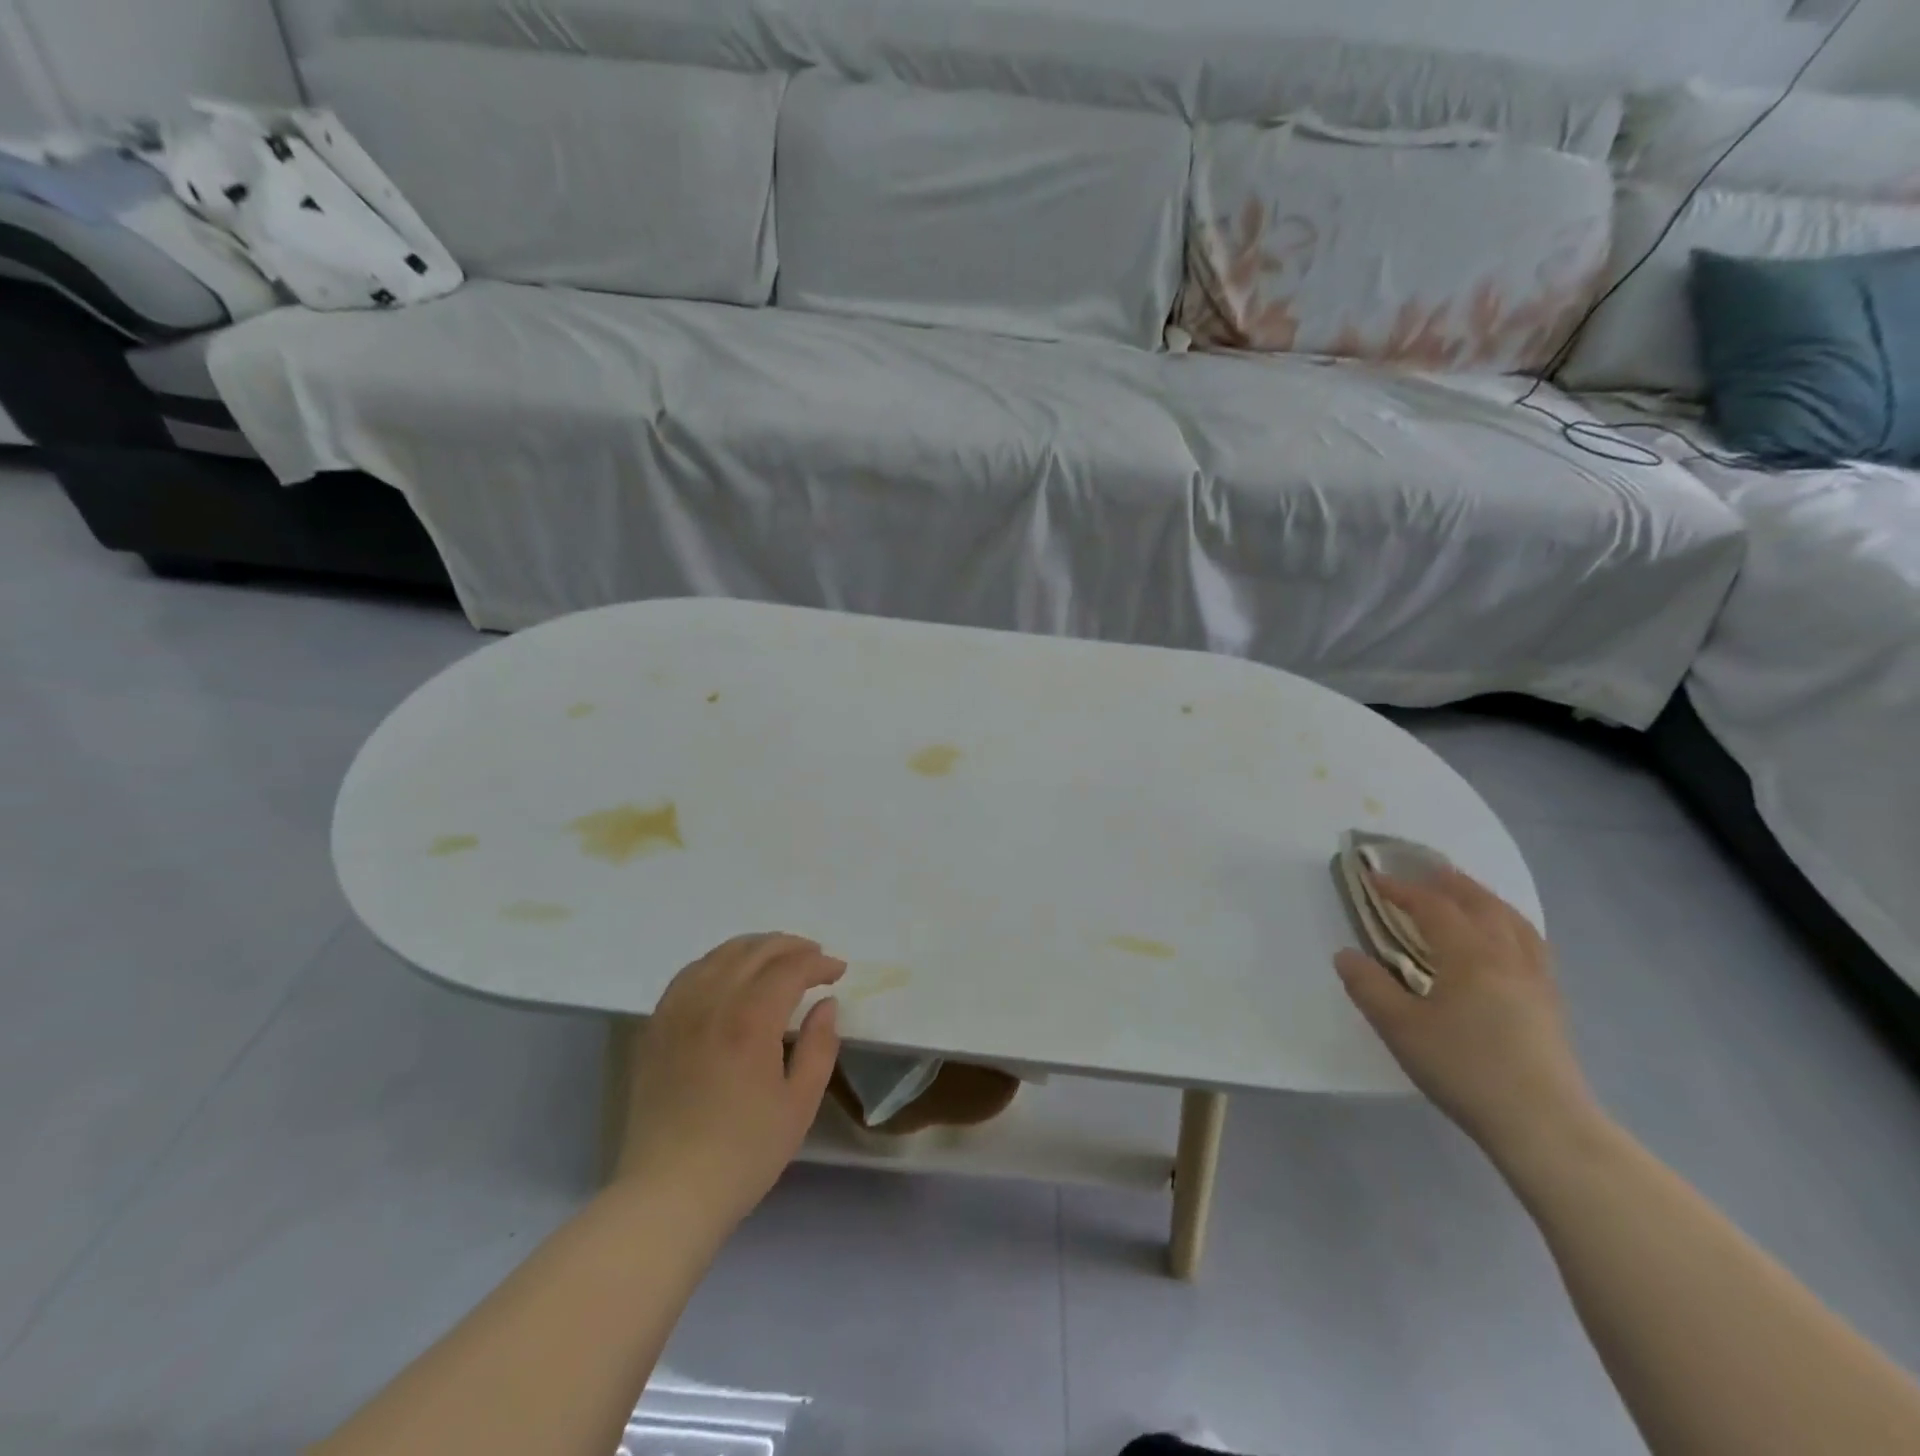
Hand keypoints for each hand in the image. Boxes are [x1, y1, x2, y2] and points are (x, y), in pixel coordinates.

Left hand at [616, 934, 844, 1230]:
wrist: (668, 1194)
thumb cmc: (743, 1154)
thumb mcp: (799, 1105)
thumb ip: (819, 1046)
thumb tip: (826, 1004)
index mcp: (750, 1020)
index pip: (789, 968)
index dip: (817, 963)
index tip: (838, 971)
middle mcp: (711, 1003)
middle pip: (754, 951)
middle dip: (790, 946)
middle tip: (814, 956)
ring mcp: (677, 1012)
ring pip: (719, 956)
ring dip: (754, 948)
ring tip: (776, 958)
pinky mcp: (655, 1028)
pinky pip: (688, 975)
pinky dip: (716, 962)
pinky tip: (728, 974)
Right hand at [1335, 868, 1597, 1158]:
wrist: (1544, 1125)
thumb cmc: (1465, 1069)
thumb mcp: (1400, 1028)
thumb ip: (1369, 987)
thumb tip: (1346, 954)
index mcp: (1470, 956)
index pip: (1433, 907)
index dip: (1401, 889)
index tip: (1373, 879)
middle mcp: (1507, 956)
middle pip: (1481, 903)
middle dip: (1450, 882)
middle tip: (1425, 870)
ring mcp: (1536, 979)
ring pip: (1514, 921)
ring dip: (1485, 899)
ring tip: (1467, 894)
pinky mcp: (1550, 1003)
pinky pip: (1531, 944)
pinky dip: (1511, 926)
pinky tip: (1504, 941)